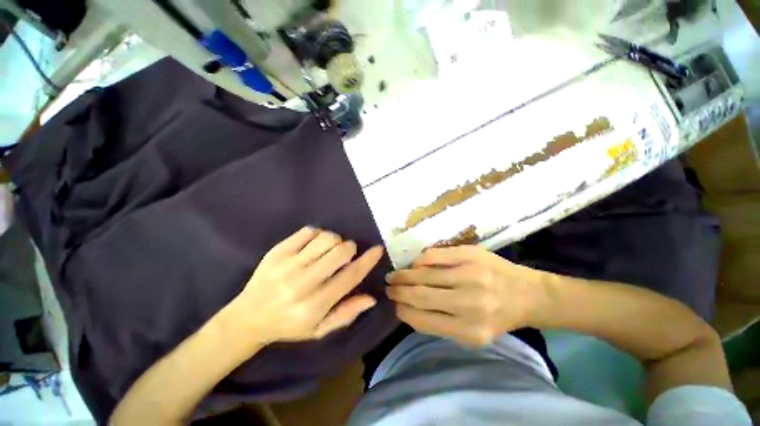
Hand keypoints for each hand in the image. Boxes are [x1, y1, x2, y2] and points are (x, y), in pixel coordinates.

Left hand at [228, 226, 383, 344]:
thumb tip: (371, 298)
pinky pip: (308, 232)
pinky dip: (318, 235)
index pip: (350, 276)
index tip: (378, 249)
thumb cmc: (288, 326)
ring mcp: (288, 264)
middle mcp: (303, 282)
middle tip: (344, 256)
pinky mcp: (277, 251)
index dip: (368, 261)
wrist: (247, 318)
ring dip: (335, 241)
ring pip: (326, 238)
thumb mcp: (319, 329)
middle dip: (349, 249)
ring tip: (329, 250)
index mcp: (315, 304)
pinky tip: (313, 245)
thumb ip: (346, 313)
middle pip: (340, 251)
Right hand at [385, 246, 544, 346]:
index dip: (403, 311)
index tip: (394, 305)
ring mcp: (470, 275)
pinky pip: (435, 256)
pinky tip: (414, 264)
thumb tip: (408, 308)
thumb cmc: (497, 316)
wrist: (528, 294)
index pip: (423, 320)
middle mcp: (469, 304)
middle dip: (399, 291)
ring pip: (424, 275)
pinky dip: (420, 260)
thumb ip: (440, 324)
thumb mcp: (471, 333)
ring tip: (394, 275)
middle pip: (421, 295)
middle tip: (389, 287)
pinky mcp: (470, 255)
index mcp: (469, 331)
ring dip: (404, 275)